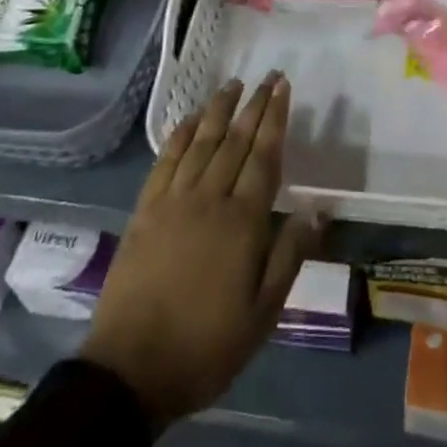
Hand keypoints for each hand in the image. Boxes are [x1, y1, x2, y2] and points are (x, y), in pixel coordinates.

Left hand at [79, 73, 317, 430]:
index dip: (275, 118)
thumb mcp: (261, 315)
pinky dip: (180, 134)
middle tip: (269, 76)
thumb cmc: (205, 346)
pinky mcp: (145, 210)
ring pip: (202, 142)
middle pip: (236, 140)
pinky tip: (190, 119)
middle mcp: (210, 198)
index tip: (284, 87)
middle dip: (255, 104)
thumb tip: (315, 210)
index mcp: (243, 222)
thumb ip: (289, 257)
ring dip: (219, 109)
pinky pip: (166, 160)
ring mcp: (174, 200)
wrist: (131, 371)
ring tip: (233, 84)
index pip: (264, 156)